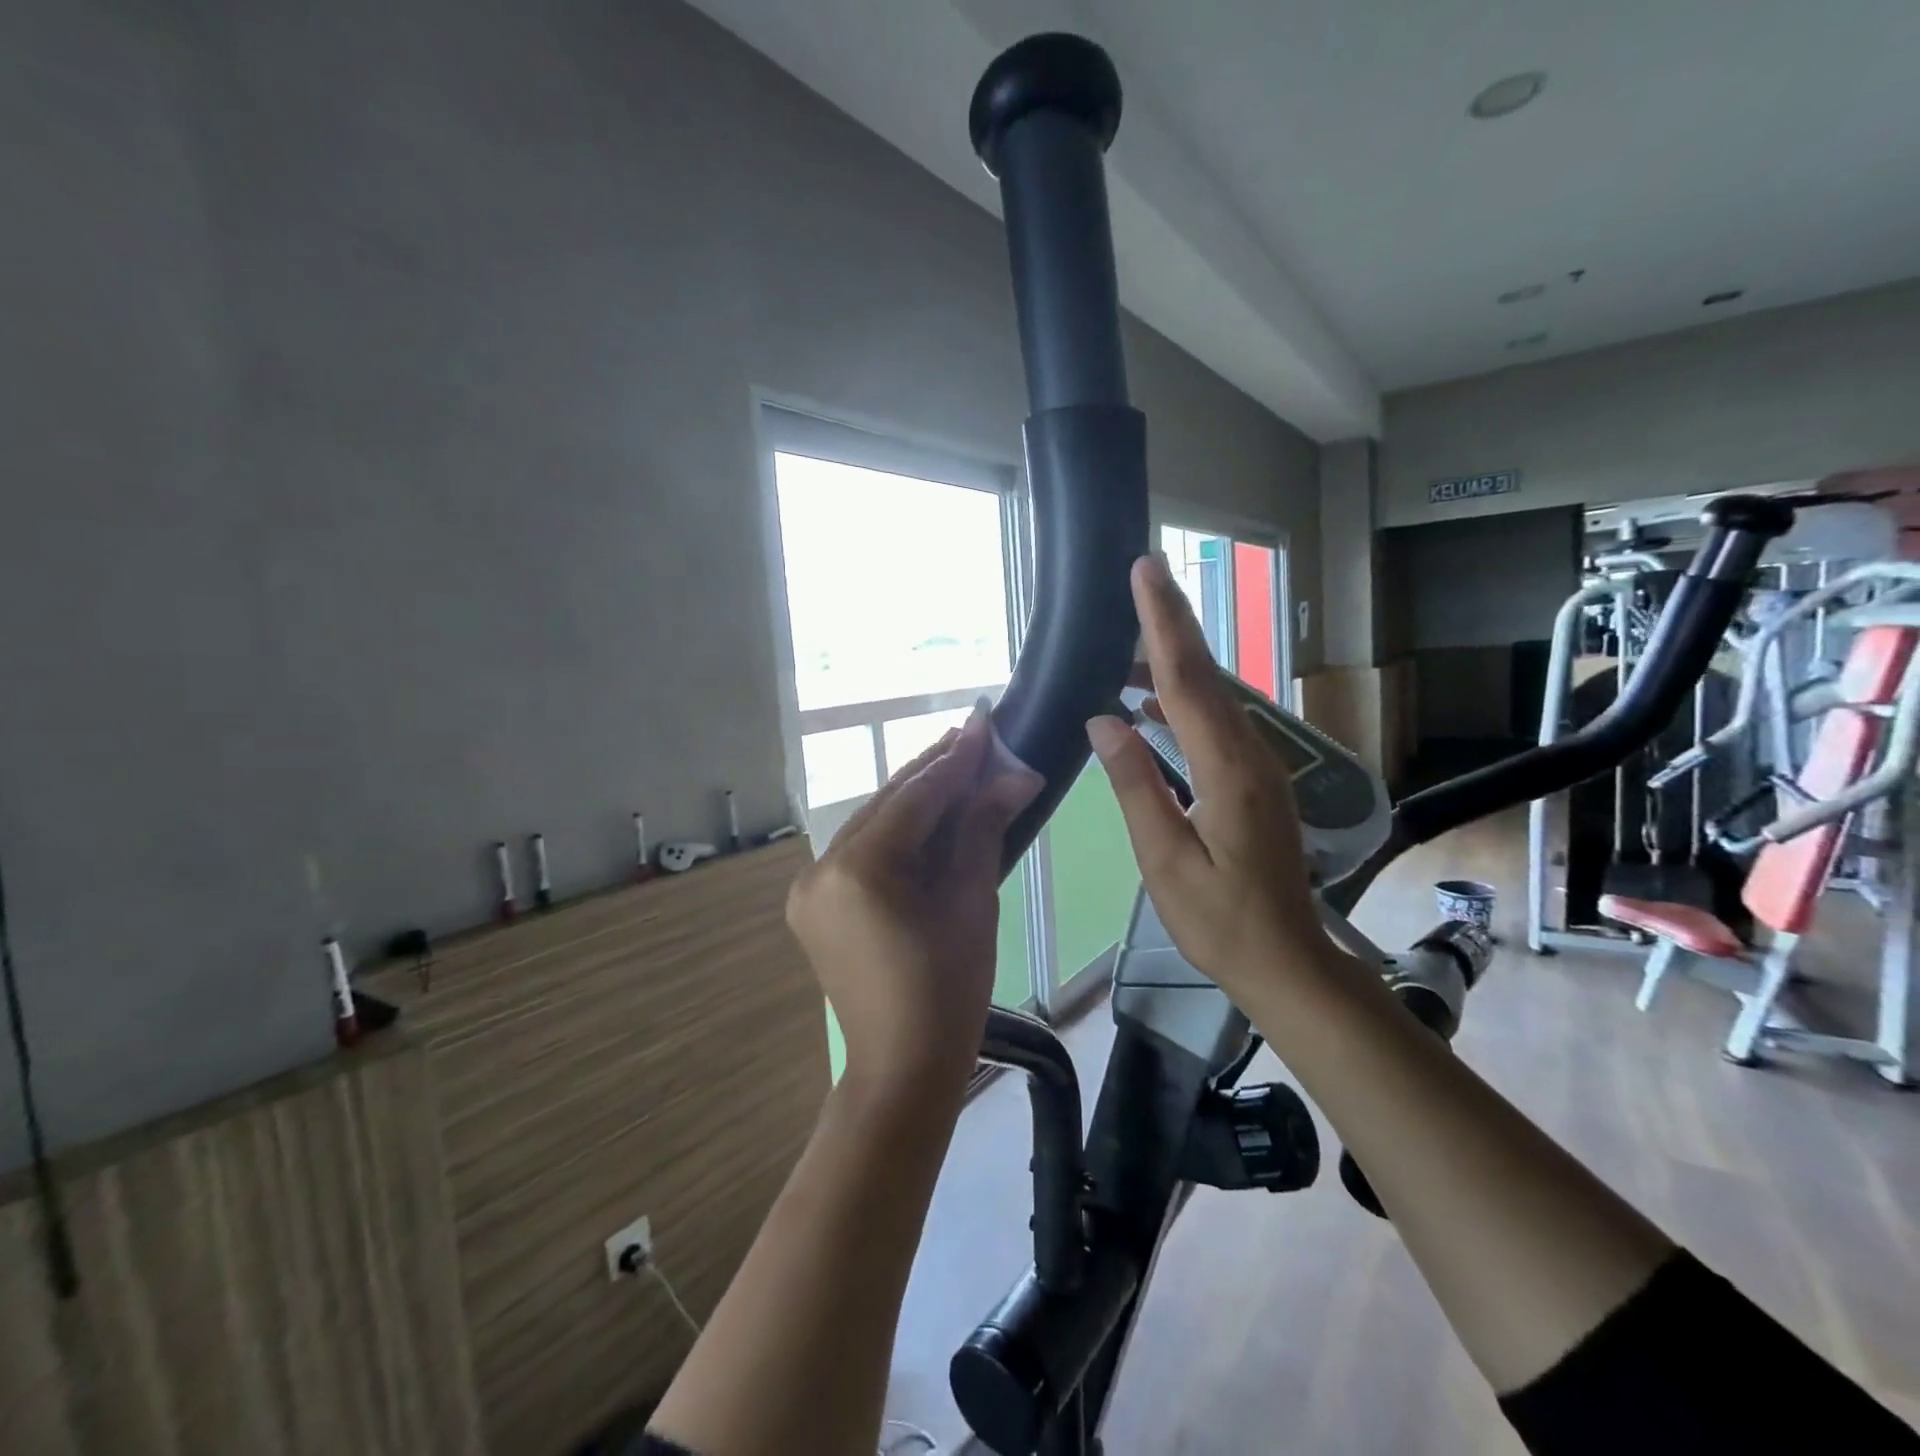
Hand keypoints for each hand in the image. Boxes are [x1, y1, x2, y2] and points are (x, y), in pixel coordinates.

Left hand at [787, 705, 1042, 1094]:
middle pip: (887, 805)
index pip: (914, 799)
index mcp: (859, 869)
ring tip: (957, 764)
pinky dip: (896, 832)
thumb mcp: (972, 901)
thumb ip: (982, 828)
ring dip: (914, 798)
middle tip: (974, 736)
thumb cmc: (949, 990)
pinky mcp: (814, 903)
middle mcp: (822, 868)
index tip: (985, 724)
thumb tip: (1016, 775)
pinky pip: (861, 852)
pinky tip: (926, 814)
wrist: (902, 1067)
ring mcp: (810, 887)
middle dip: (933, 772)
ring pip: (872, 825)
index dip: (955, 761)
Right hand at [1086, 555, 1342, 1003]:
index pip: (1187, 681)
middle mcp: (1252, 755)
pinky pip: (1217, 723)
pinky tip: (1153, 704)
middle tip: (1142, 577)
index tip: (1146, 572)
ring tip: (1127, 644)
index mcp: (1229, 770)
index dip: (1163, 624)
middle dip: (1173, 623)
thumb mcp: (1165, 860)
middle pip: (1206, 675)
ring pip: (1214, 697)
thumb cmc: (1219, 921)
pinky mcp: (1256, 781)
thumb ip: (1136, 786)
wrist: (1286, 962)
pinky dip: (1184, 700)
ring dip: (1174, 662)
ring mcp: (1260, 767)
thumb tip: (1103, 721)